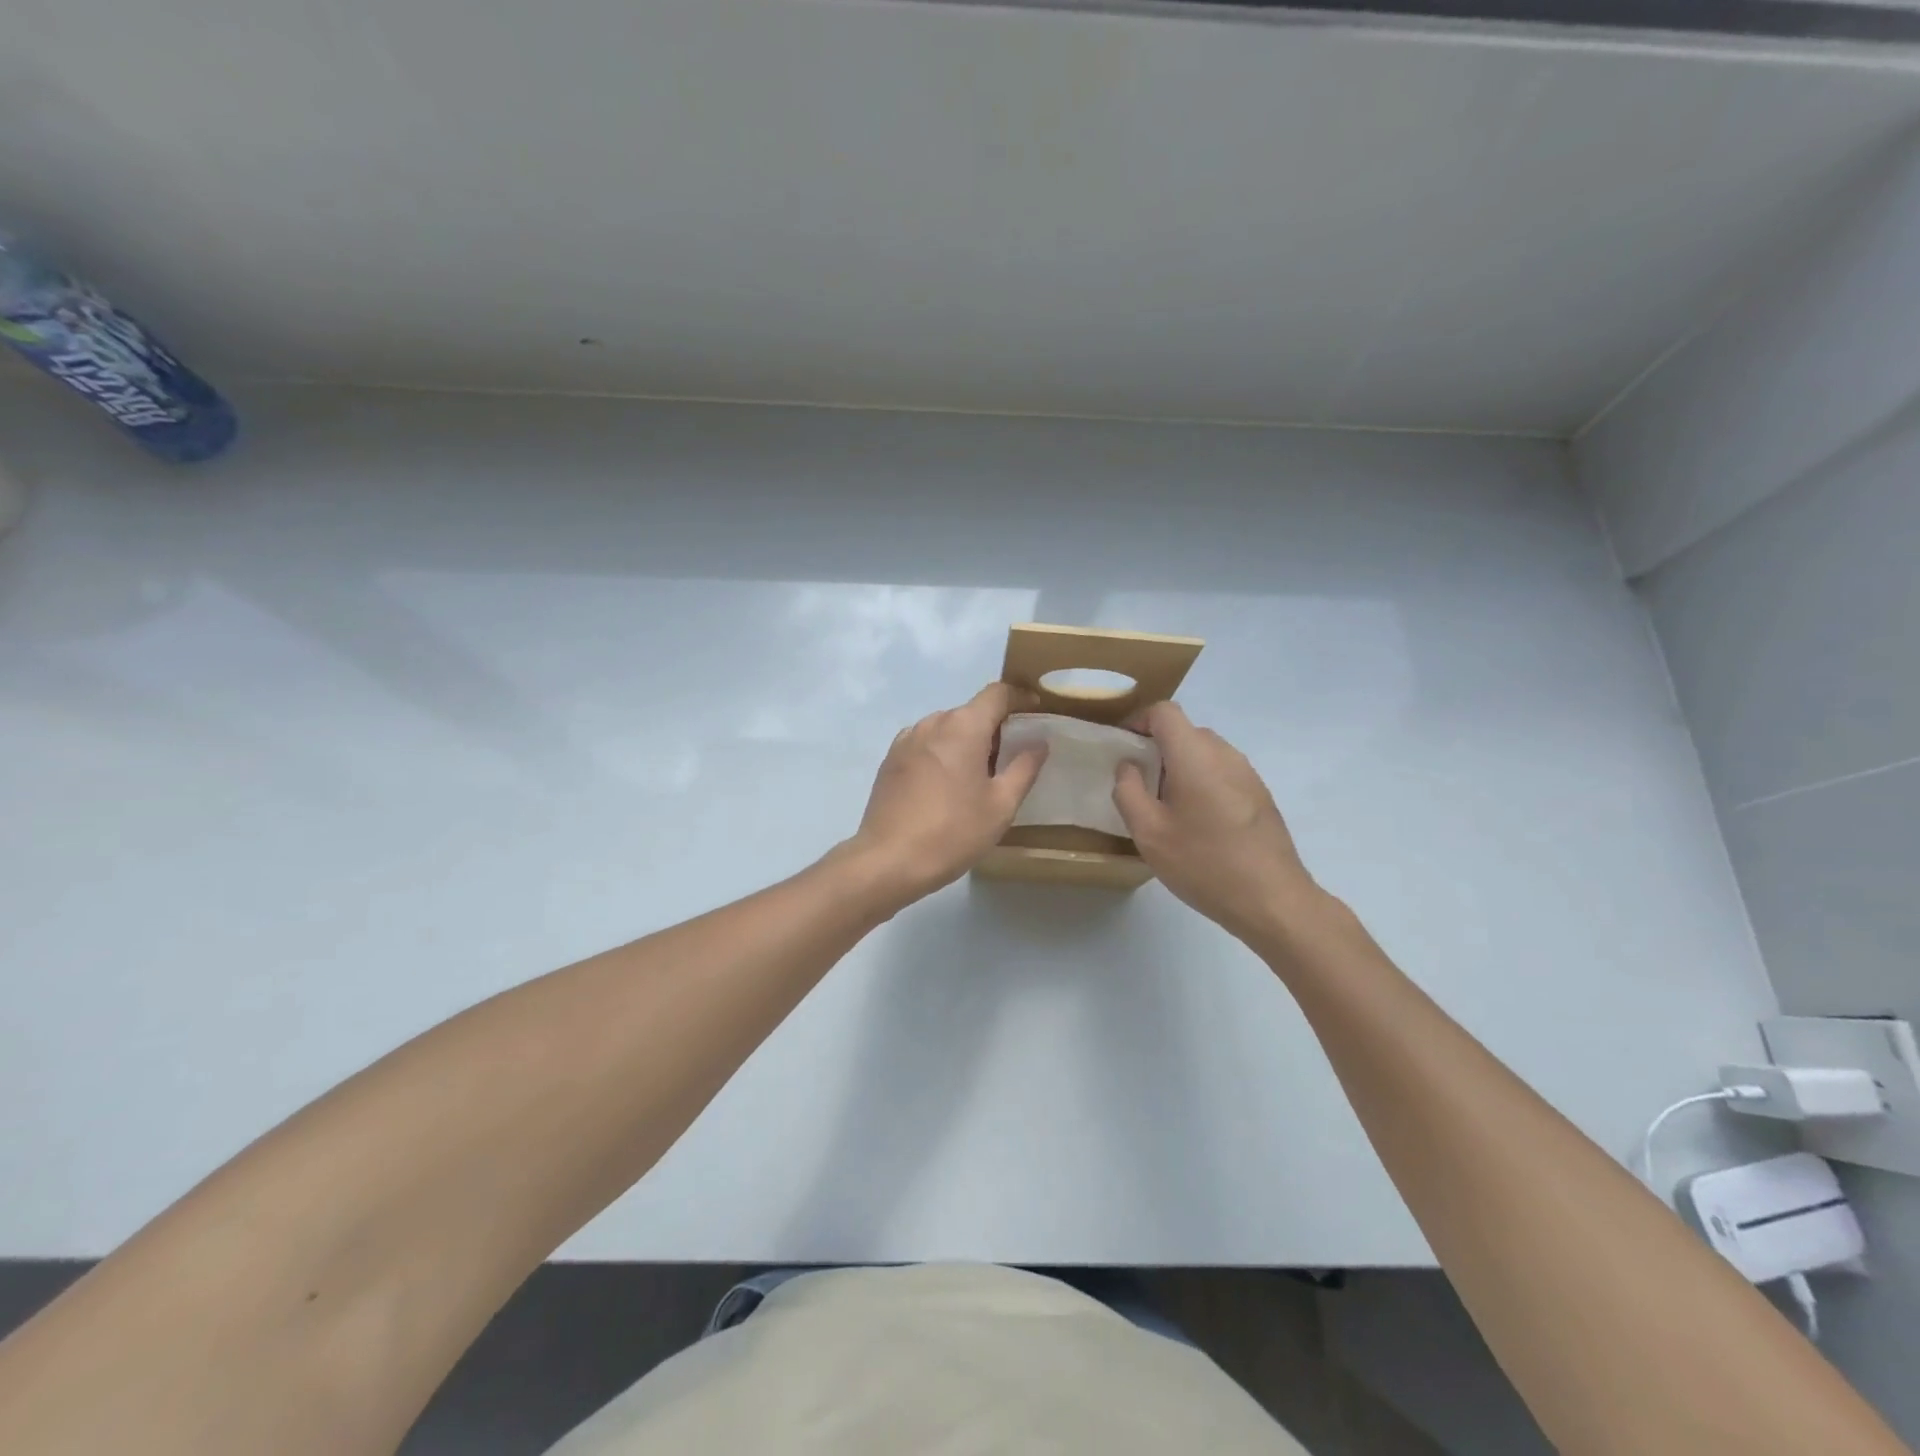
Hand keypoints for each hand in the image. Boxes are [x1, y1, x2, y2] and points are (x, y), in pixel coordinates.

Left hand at [846, 683, 1046, 903]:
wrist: (889, 860)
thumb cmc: (953, 831)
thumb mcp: (1001, 805)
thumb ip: (1024, 768)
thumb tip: (1038, 742)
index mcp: (963, 726)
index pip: (997, 693)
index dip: (1019, 697)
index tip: (1036, 711)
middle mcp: (932, 722)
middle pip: (970, 711)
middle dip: (994, 727)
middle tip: (1010, 758)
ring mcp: (906, 740)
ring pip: (946, 728)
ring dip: (966, 741)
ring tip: (977, 776)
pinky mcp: (890, 759)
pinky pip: (925, 744)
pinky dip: (942, 753)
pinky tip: (945, 785)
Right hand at [1112, 702, 1323, 945]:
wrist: (1273, 900)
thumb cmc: (1204, 863)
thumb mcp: (1149, 833)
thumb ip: (1128, 791)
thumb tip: (1128, 766)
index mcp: (1195, 755)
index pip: (1164, 712)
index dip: (1138, 721)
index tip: (1122, 748)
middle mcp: (1225, 754)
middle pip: (1184, 732)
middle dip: (1156, 749)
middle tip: (1138, 785)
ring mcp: (1248, 774)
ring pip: (1204, 753)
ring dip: (1179, 768)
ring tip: (1165, 808)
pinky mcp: (1260, 795)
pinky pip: (1222, 773)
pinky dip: (1201, 783)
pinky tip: (1197, 824)